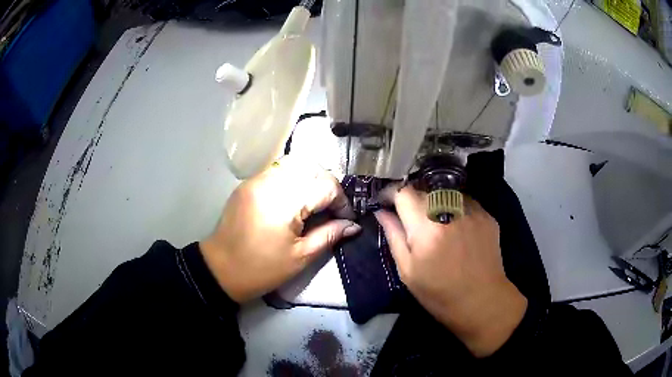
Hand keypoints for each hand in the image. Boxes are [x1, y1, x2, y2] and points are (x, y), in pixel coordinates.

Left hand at [200, 157, 360, 302]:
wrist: (220, 268)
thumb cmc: (262, 269)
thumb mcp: (300, 257)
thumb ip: (329, 235)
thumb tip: (353, 225)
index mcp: (285, 202)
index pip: (326, 186)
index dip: (342, 201)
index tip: (345, 219)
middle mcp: (271, 181)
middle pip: (313, 168)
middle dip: (328, 187)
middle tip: (331, 210)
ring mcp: (257, 179)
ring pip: (295, 164)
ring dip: (311, 179)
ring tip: (314, 202)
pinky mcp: (249, 183)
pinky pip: (278, 170)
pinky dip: (293, 178)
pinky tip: (294, 199)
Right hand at [375, 185, 526, 357]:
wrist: (481, 301)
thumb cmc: (439, 293)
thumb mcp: (407, 271)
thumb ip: (394, 236)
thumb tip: (382, 212)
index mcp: (427, 227)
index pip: (404, 192)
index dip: (392, 193)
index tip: (387, 202)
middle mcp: (451, 211)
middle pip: (425, 189)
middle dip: (413, 199)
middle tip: (410, 217)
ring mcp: (472, 211)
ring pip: (445, 192)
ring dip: (435, 201)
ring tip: (434, 222)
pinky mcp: (487, 215)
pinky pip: (464, 201)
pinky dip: (454, 208)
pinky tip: (455, 227)